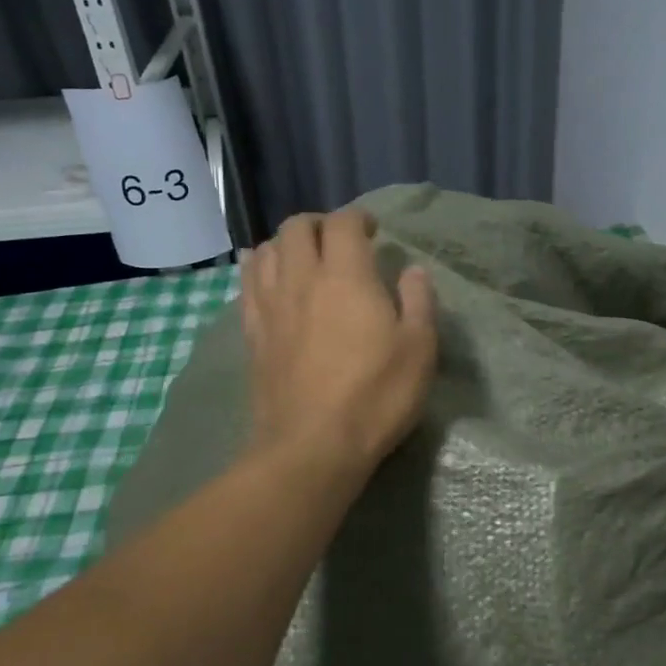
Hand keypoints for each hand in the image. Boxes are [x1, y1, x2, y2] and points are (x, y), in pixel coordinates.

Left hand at [241, 208, 437, 479]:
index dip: (358, 218)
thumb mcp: (419, 350)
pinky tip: (270, 281)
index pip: (343, 223)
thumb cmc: (375, 396)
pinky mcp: (252, 333)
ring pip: (266, 250)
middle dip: (319, 224)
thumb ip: (419, 302)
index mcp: (346, 277)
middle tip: (338, 241)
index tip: (372, 231)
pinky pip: (246, 284)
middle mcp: (302, 279)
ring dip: (286, 244)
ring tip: (304, 259)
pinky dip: (259, 269)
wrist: (312, 447)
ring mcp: (270, 306)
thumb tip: (413, 271)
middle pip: (296, 227)